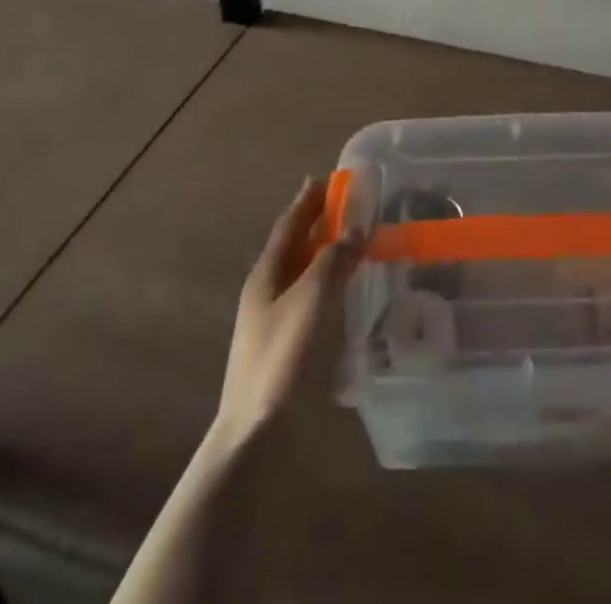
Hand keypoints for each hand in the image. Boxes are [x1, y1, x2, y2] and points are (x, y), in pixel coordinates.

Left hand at [214, 177, 358, 440]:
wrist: (254, 430)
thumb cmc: (281, 356)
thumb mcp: (312, 299)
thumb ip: (334, 259)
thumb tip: (357, 226)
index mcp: (266, 273)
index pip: (289, 224)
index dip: (307, 201)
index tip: (324, 178)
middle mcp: (266, 289)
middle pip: (293, 245)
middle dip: (316, 222)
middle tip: (344, 205)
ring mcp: (272, 318)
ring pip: (301, 271)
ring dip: (323, 252)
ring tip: (350, 241)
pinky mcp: (284, 343)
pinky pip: (308, 296)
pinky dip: (326, 282)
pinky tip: (343, 291)